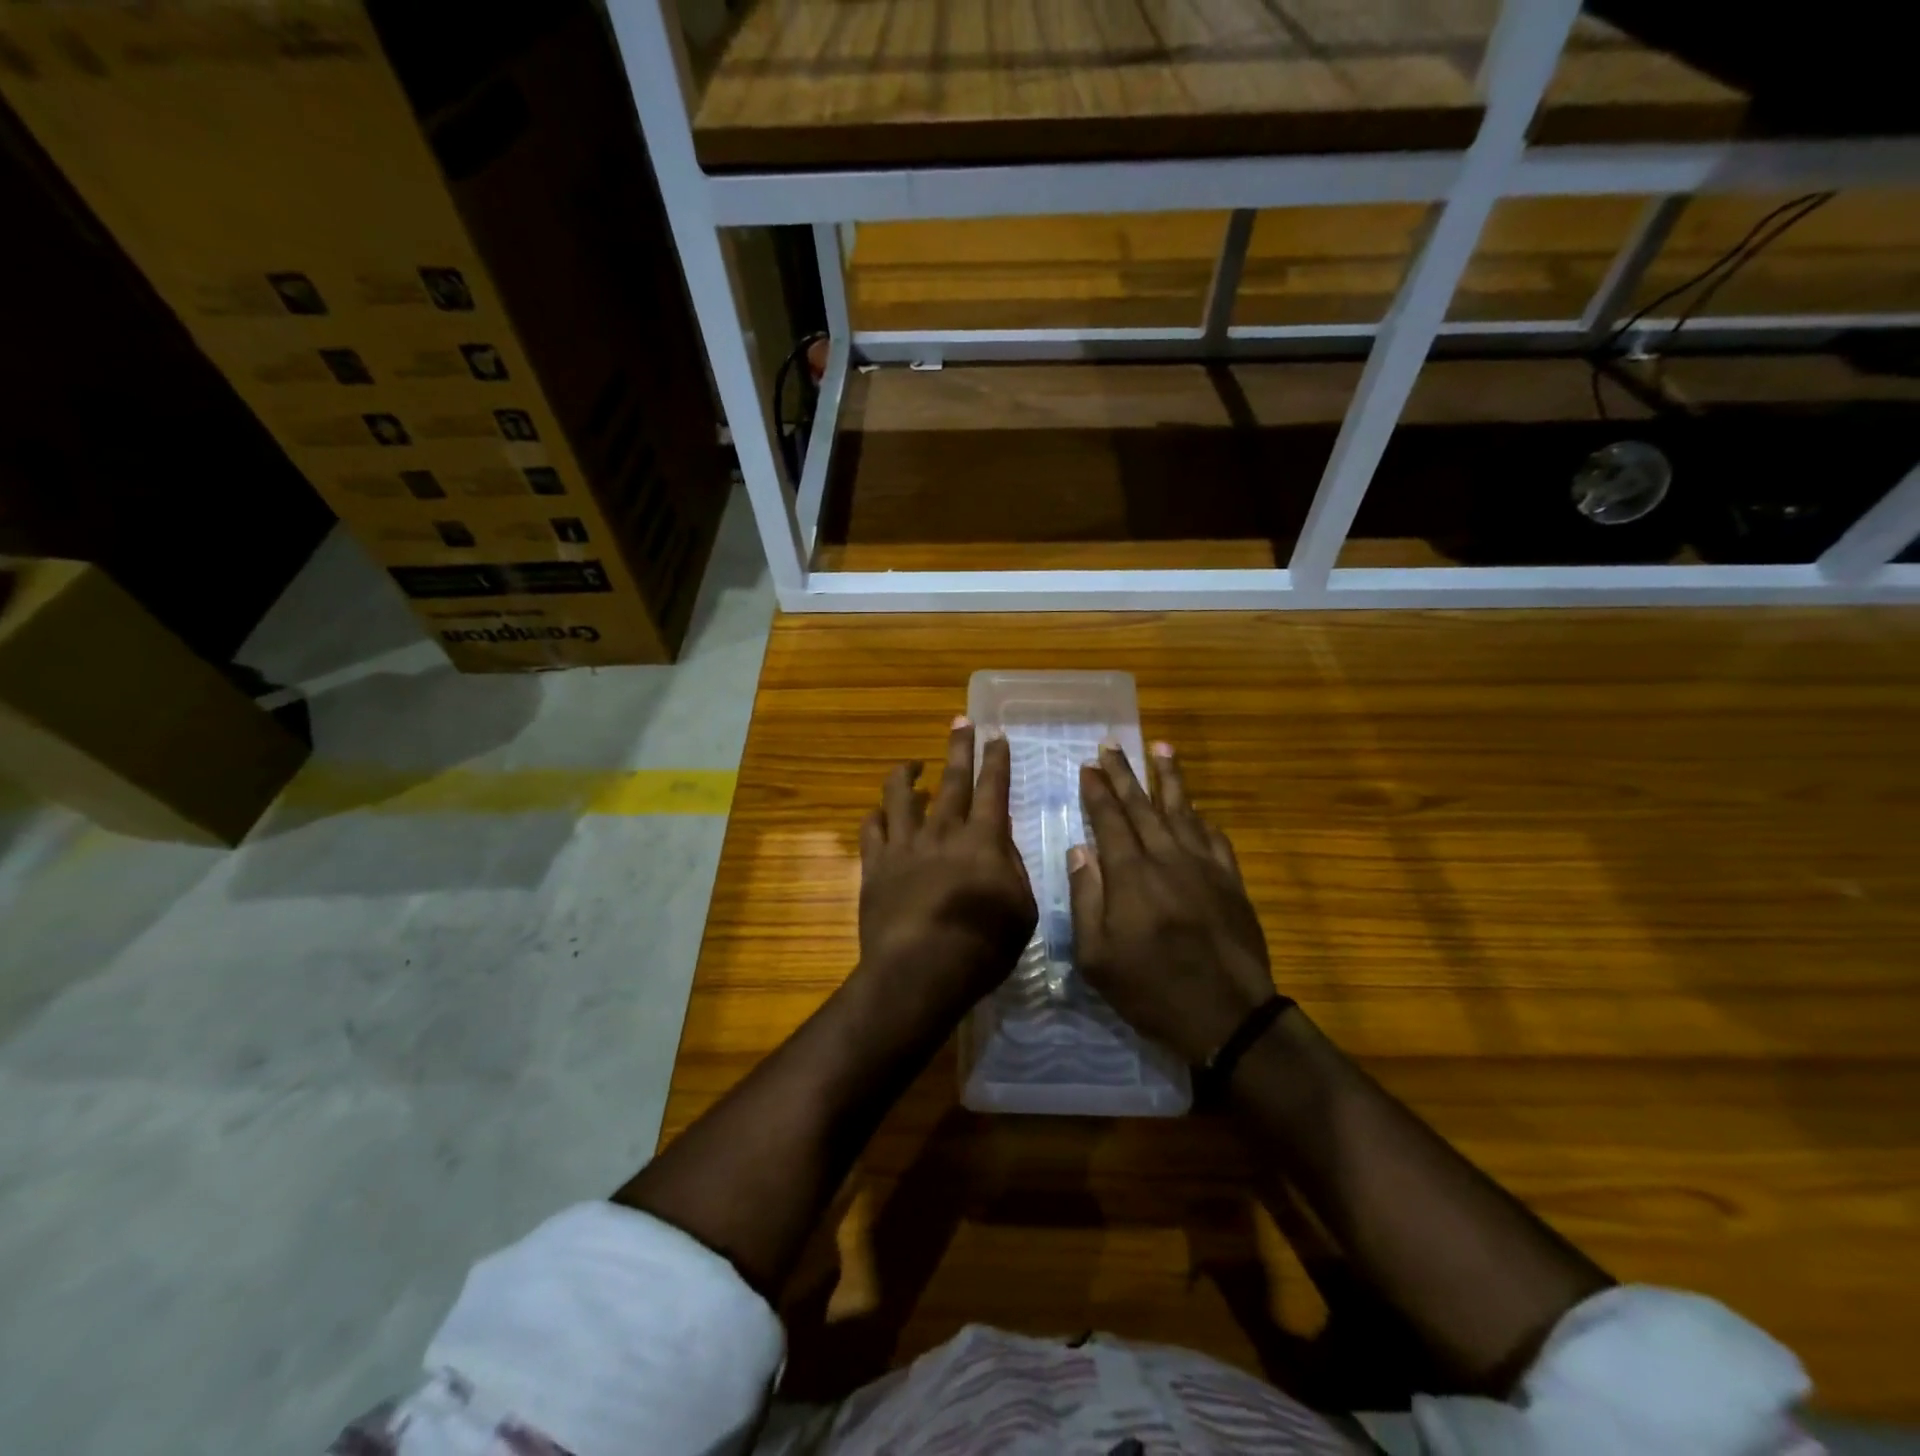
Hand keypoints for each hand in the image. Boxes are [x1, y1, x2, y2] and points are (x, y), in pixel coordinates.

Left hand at [856, 718, 1037, 1030]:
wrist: (919, 970)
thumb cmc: (981, 947)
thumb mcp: (1022, 911)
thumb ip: (1013, 871)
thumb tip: (1001, 847)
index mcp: (983, 840)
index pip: (993, 788)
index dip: (996, 760)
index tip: (996, 735)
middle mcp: (943, 831)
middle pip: (952, 779)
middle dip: (959, 747)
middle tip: (961, 720)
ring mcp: (904, 845)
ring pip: (901, 795)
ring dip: (906, 774)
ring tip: (911, 764)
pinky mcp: (875, 865)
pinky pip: (871, 829)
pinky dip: (876, 816)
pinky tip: (879, 813)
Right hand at [1071, 743, 1276, 1064]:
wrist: (1228, 1016)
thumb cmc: (1151, 990)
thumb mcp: (1097, 957)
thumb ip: (1086, 898)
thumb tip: (1079, 850)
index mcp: (1131, 875)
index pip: (1110, 819)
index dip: (1098, 790)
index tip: (1088, 765)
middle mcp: (1167, 858)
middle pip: (1142, 805)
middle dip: (1124, 773)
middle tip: (1112, 743)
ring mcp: (1204, 867)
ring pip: (1183, 811)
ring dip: (1169, 778)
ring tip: (1161, 747)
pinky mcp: (1232, 882)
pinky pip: (1215, 838)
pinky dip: (1202, 819)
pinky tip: (1196, 809)